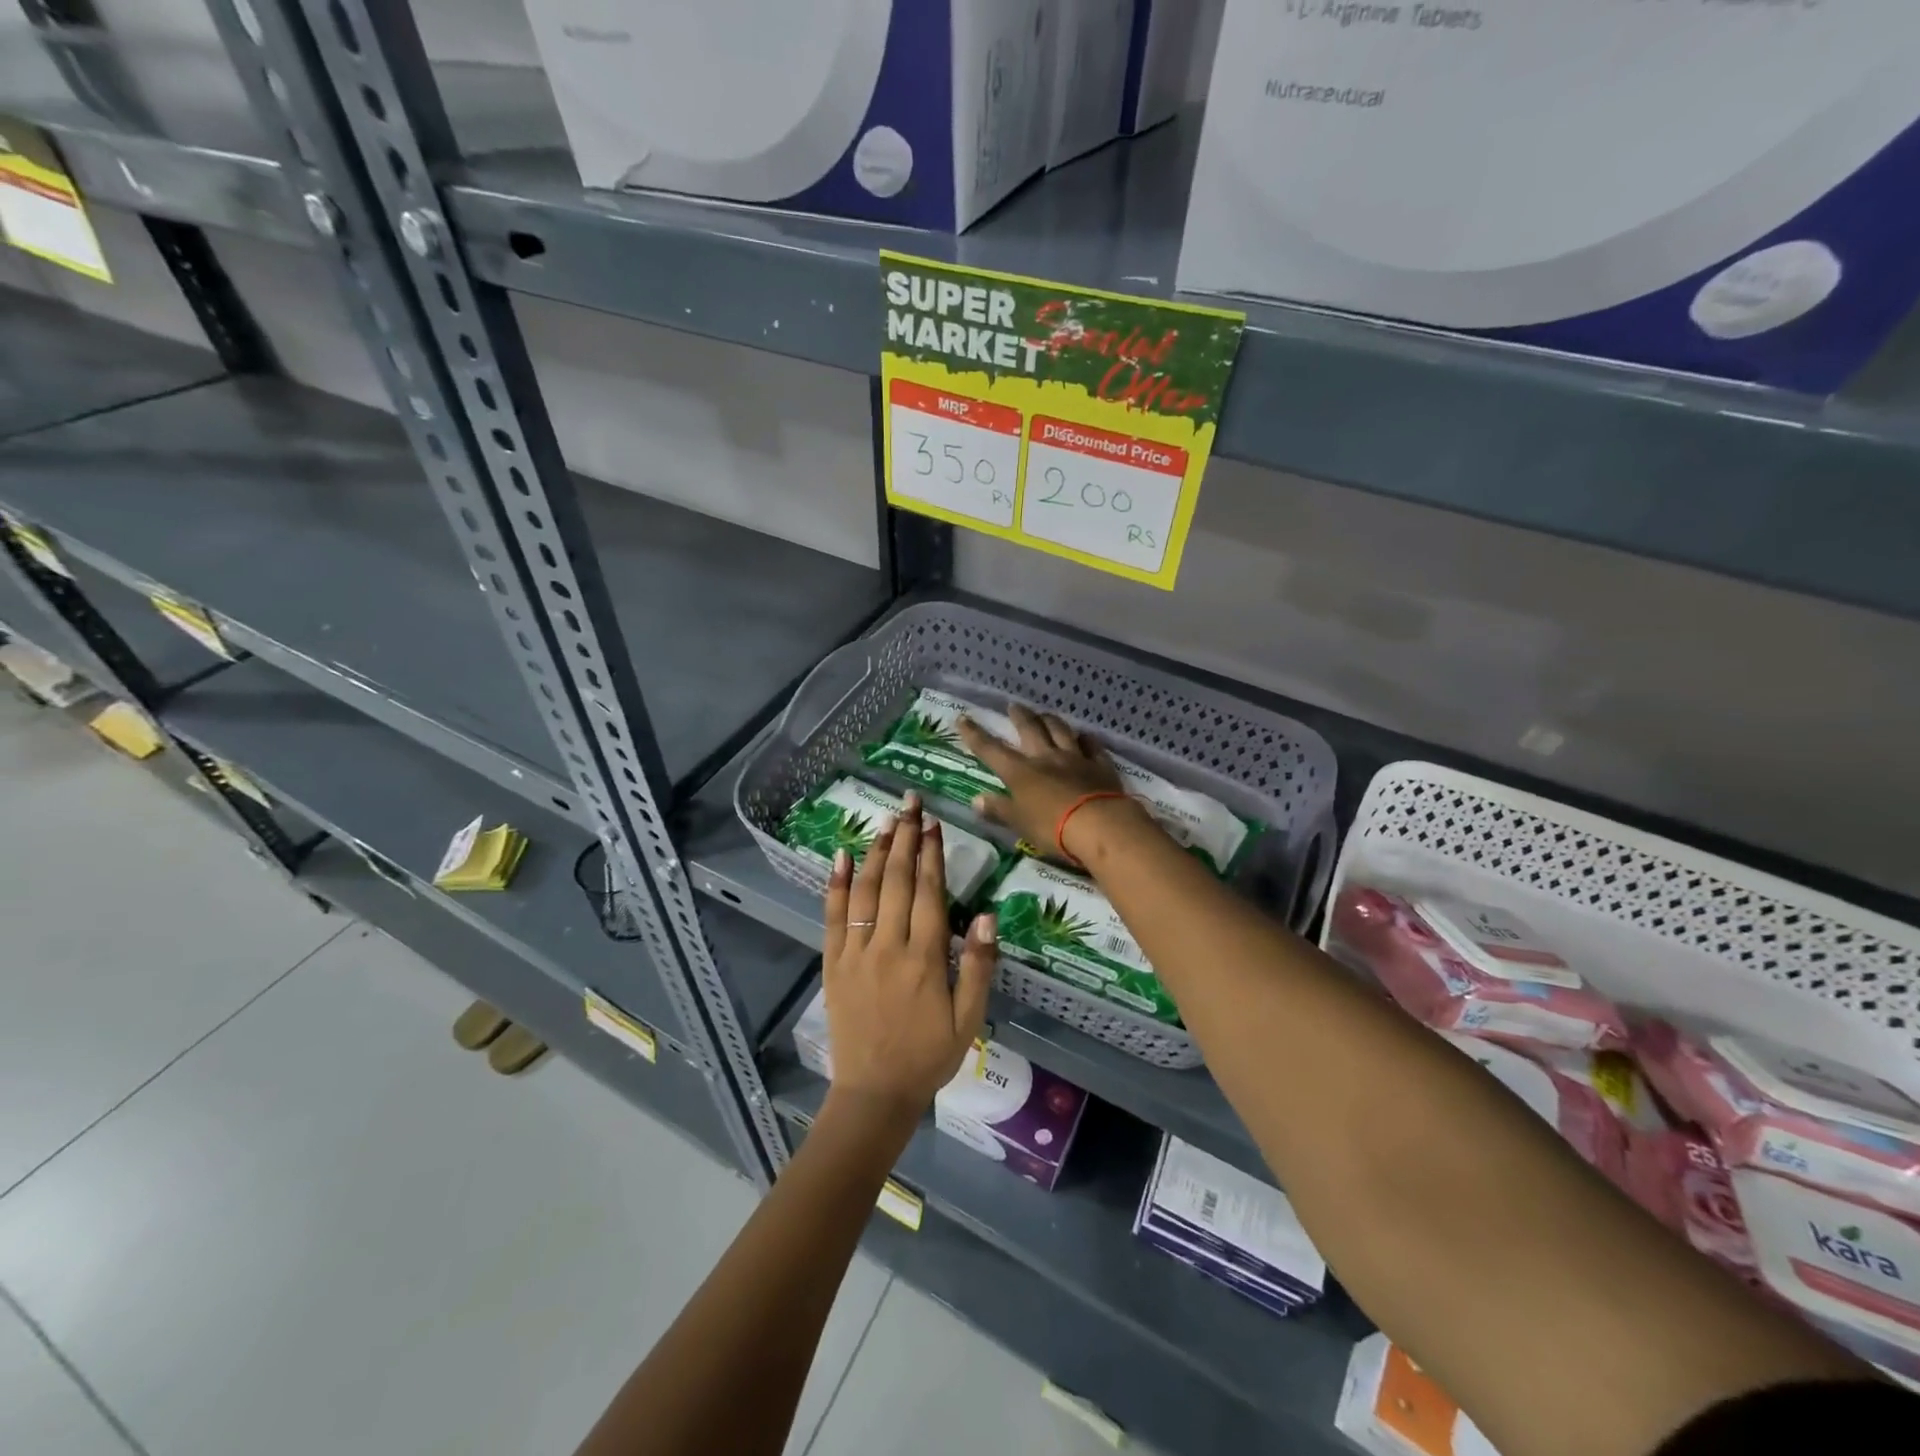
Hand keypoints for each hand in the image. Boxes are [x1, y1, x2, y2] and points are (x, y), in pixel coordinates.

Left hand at [821, 794, 996, 1119]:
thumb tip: (986, 915)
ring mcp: (855, 952)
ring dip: (876, 851)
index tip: (933, 822)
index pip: (928, 891)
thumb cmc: (930, 1055)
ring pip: (866, 890)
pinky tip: (842, 856)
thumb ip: (977, 965)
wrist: (875, 1093)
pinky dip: (836, 883)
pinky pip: (833, 916)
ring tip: (886, 820)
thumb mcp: (969, 1018)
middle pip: (896, 879)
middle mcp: (888, 946)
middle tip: (910, 803)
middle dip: (905, 837)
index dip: (931, 853)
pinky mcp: (833, 963)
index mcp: (925, 958)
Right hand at [957, 704, 1143, 865]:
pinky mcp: (1100, 766)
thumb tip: (976, 799)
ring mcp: (1075, 758)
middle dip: (1019, 716)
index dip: (975, 734)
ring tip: (1045, 714)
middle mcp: (1046, 758)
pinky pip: (1092, 746)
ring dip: (1050, 720)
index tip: (963, 718)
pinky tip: (1084, 736)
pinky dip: (1086, 739)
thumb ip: (999, 810)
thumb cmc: (1052, 828)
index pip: (991, 749)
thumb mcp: (1019, 824)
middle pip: (1030, 729)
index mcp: (1020, 772)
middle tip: (1013, 706)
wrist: (1099, 825)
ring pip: (1060, 731)